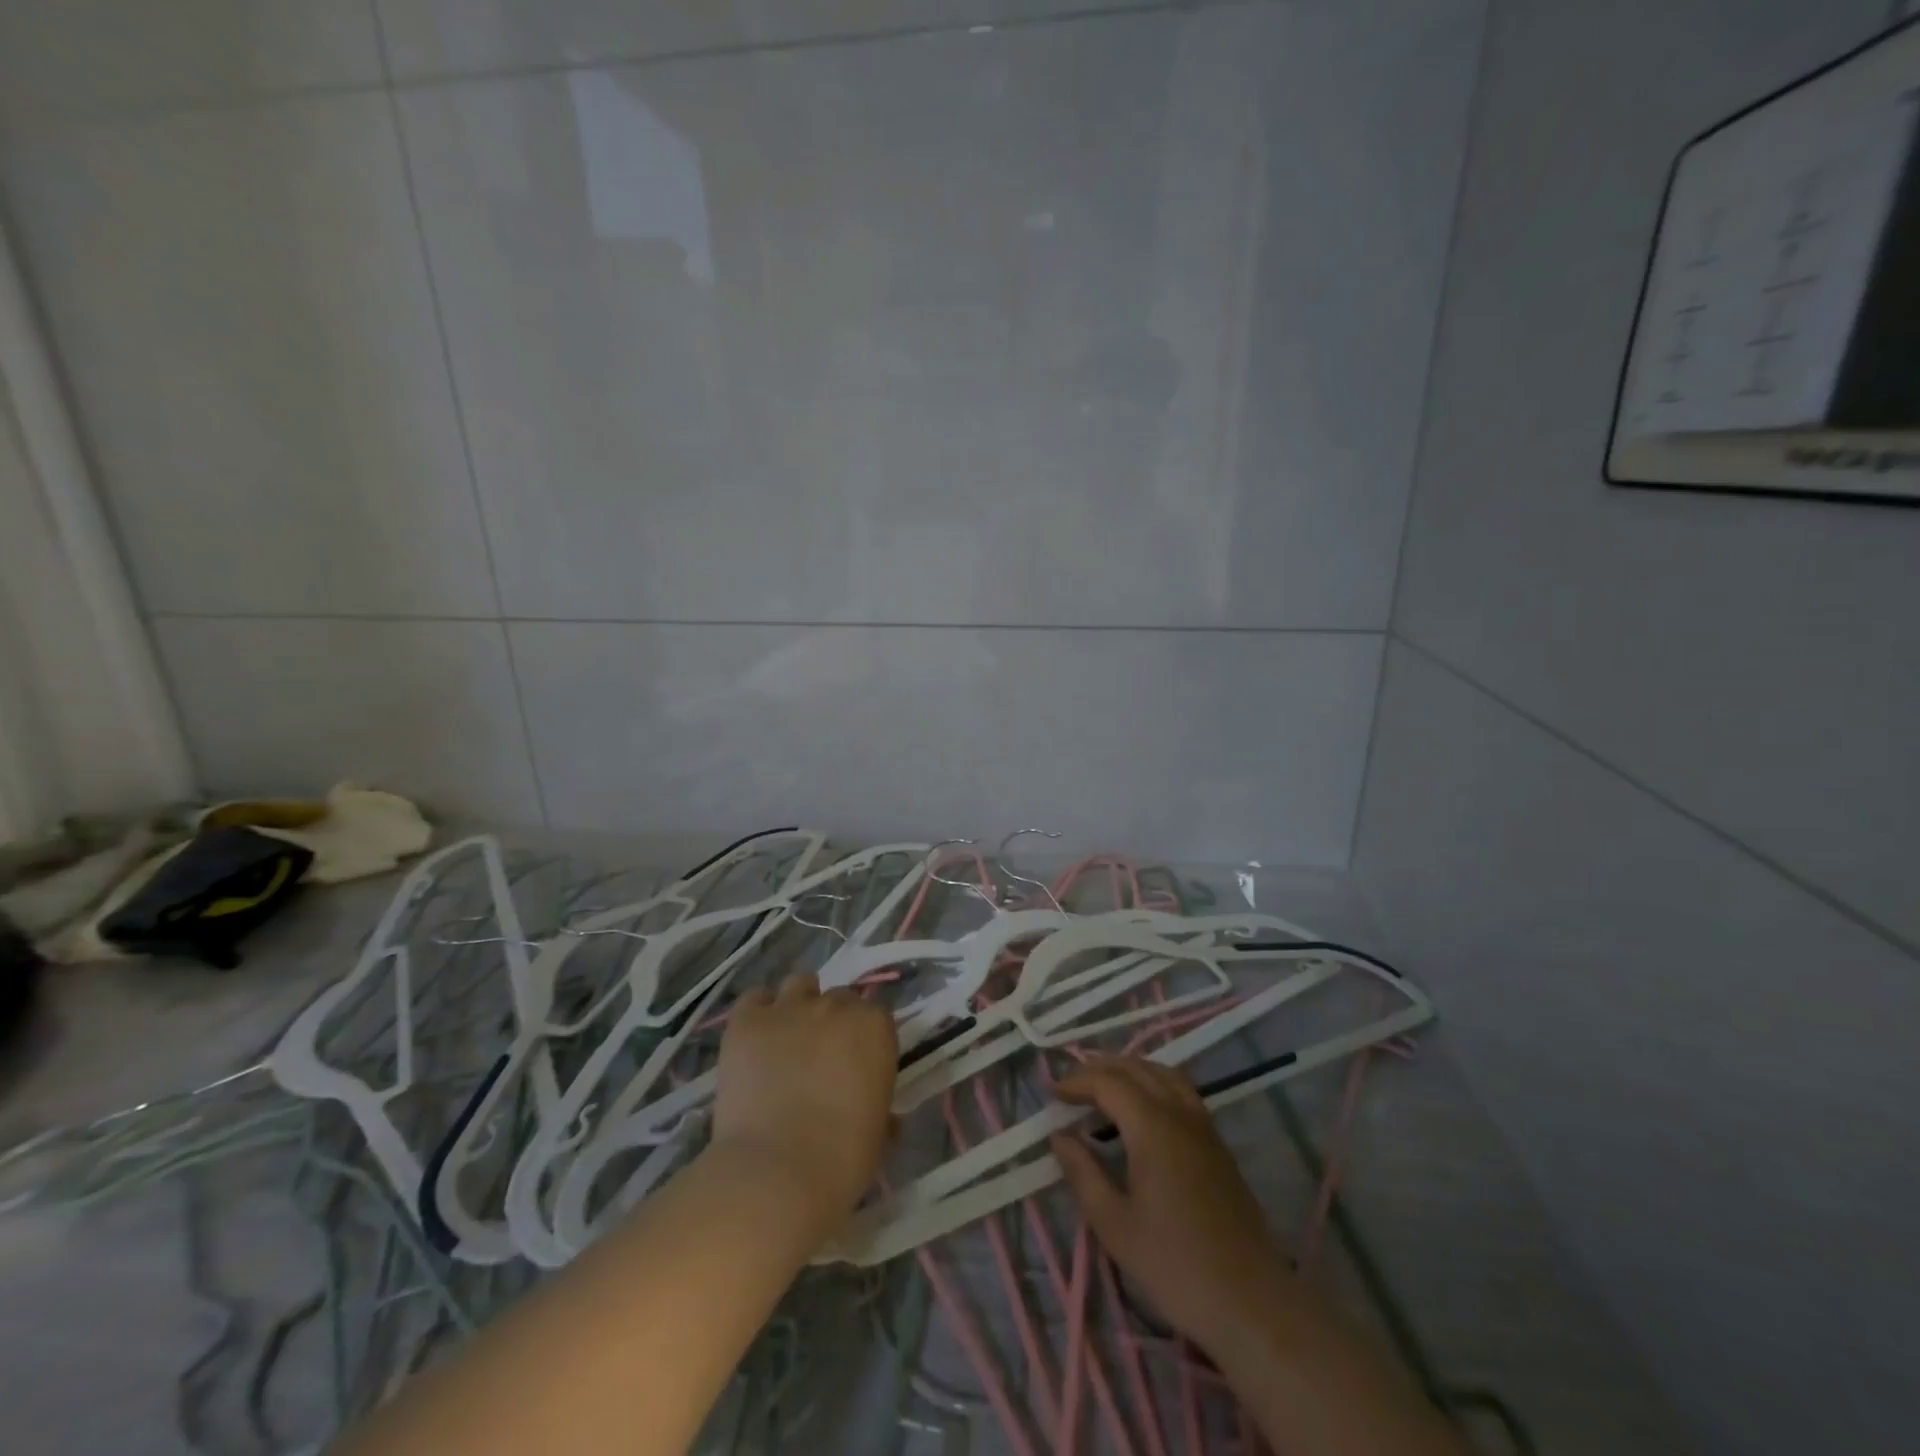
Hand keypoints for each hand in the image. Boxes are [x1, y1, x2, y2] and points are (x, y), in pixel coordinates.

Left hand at [711, 971, 897, 1233]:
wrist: (776, 1174)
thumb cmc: (842, 1160)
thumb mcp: (878, 1134)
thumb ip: (881, 1109)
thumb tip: (882, 1117)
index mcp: (875, 1028)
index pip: (875, 1016)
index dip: (864, 1040)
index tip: (856, 1066)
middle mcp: (835, 1006)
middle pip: (838, 999)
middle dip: (832, 1023)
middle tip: (821, 1059)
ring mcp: (789, 1008)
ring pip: (798, 985)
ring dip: (798, 1005)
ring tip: (788, 1040)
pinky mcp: (747, 1021)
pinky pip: (755, 998)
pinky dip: (758, 1011)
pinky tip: (756, 1038)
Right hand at [1051, 1055, 1296, 1353]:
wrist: (1251, 1303)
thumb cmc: (1175, 1266)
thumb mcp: (1114, 1225)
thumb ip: (1083, 1173)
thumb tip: (1059, 1136)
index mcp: (1153, 1127)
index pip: (1108, 1082)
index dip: (1077, 1081)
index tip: (1052, 1095)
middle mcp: (1180, 1114)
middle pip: (1137, 1068)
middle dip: (1100, 1068)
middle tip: (1071, 1086)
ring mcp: (1204, 1126)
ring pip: (1164, 1073)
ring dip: (1130, 1070)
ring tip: (1104, 1088)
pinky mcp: (1218, 1144)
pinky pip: (1182, 1091)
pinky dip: (1154, 1083)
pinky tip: (1143, 1109)